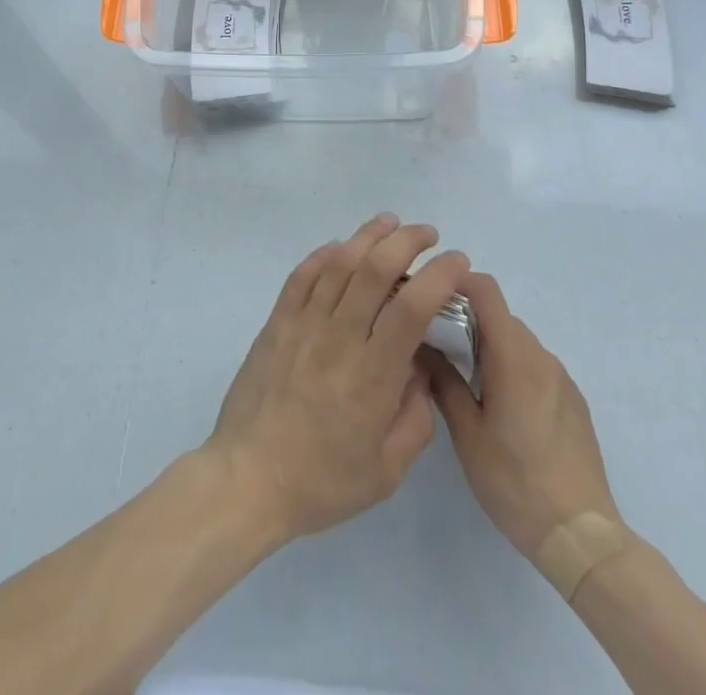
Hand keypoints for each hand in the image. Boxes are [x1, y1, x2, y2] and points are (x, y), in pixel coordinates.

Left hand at [206, 213, 468, 544]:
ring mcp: (303, 324)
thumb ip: (415, 416)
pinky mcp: (277, 323)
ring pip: (339, 263)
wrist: (248, 478)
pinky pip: (302, 275)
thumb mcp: (387, 469)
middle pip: (375, 269)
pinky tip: (340, 246)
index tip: (458, 262)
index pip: (412, 307)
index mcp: (373, 374)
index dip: (439, 275)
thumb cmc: (322, 481)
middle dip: (406, 241)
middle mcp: (339, 337)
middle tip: (428, 234)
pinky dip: (324, 254)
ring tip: (390, 223)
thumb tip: (420, 368)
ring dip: (367, 235)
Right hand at [426, 271, 622, 563]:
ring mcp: (561, 378)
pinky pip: (536, 366)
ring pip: (518, 342)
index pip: (486, 291)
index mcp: (514, 357)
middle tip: (437, 345)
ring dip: (490, 346)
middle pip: (500, 316)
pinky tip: (502, 409)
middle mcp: (541, 357)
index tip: (430, 297)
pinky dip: (513, 367)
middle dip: (467, 319)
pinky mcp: (573, 400)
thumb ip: (443, 382)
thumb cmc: (515, 482)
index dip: (457, 282)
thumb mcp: (467, 434)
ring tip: (466, 380)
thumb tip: (421, 347)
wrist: (581, 535)